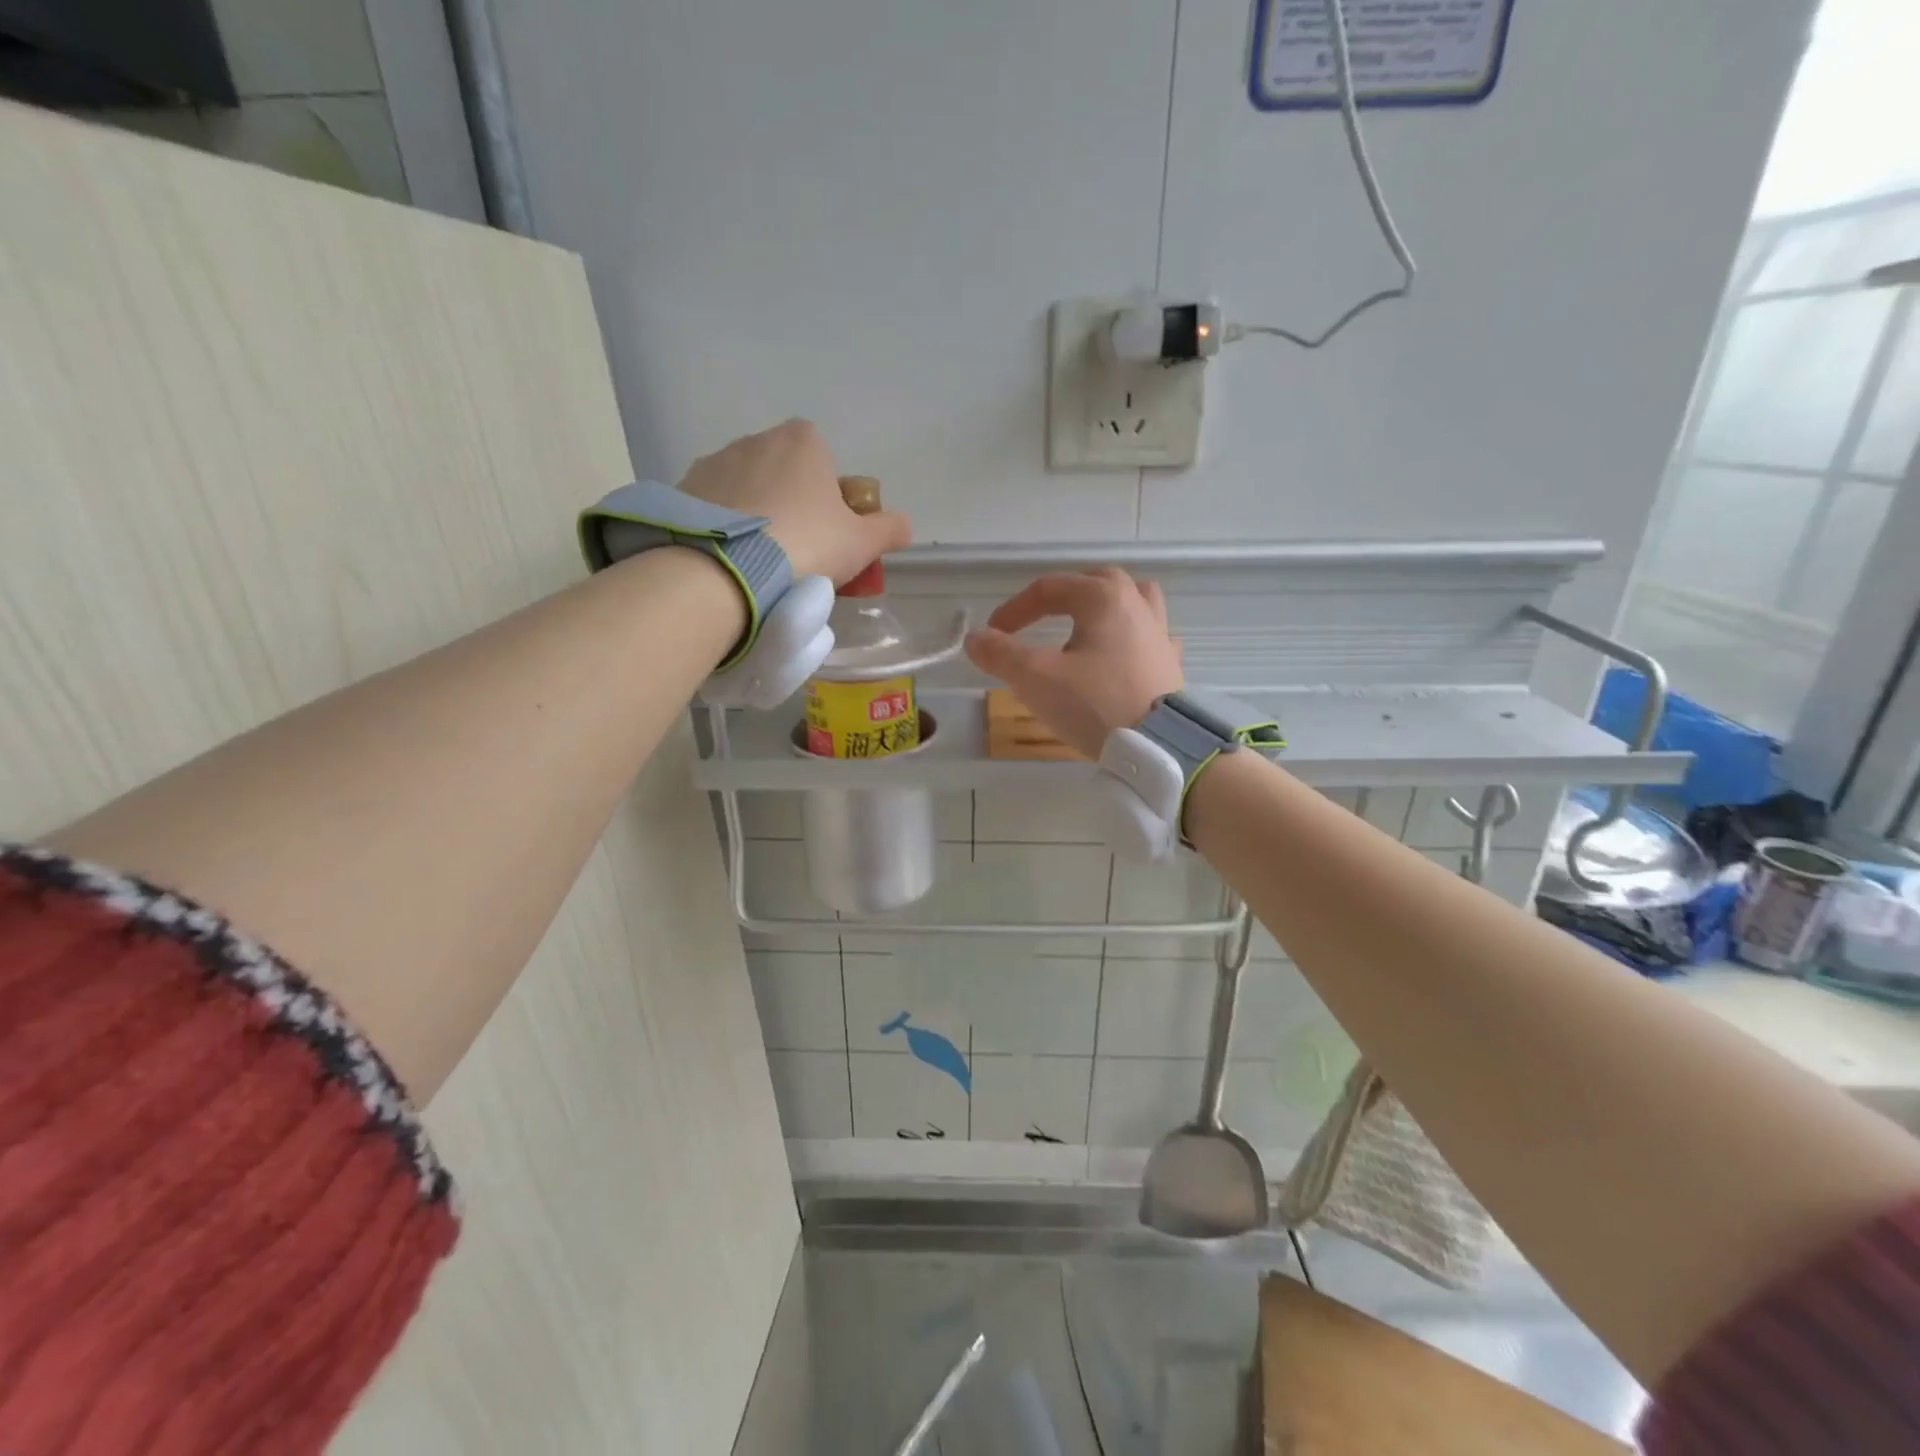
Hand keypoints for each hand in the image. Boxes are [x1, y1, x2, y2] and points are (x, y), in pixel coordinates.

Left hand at [676, 419, 910, 584]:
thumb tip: (903, 525)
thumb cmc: (805, 546)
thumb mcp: (861, 544)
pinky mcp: (682, 490)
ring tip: (760, 565)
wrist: (724, 570)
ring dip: (757, 518)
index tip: (830, 536)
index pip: (825, 463)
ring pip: (748, 492)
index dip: (832, 500)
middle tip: (799, 555)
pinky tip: (730, 562)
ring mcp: (714, 463)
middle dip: (793, 508)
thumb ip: (888, 529)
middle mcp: (756, 440)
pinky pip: (715, 509)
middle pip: (785, 475)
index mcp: (803, 441)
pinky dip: (725, 529)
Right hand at [965, 567, 1183, 758]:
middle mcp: (1137, 605)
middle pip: (1097, 582)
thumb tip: (974, 638)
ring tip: (1087, 628)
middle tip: (1040, 618)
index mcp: (1104, 598)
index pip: (1050, 589)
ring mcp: (1160, 634)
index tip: (993, 634)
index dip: (1015, 609)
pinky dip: (1133, 639)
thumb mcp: (1036, 678)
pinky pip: (1152, 637)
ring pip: (1134, 601)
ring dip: (1107, 607)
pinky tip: (1123, 656)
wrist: (1158, 748)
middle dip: (1064, 595)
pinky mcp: (1170, 665)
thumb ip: (1001, 654)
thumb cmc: (1094, 704)